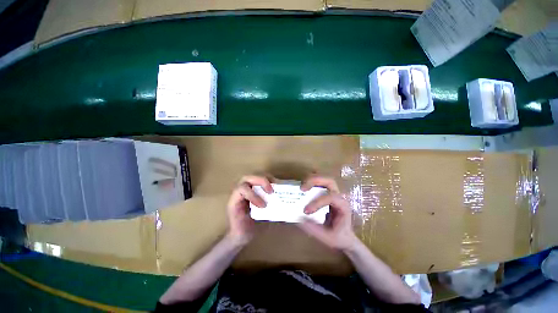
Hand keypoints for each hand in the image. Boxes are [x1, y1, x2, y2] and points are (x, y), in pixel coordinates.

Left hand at [226, 175, 273, 245]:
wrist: (238, 234)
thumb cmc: (241, 232)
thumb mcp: (247, 226)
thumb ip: (256, 219)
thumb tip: (272, 210)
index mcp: (234, 201)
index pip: (241, 189)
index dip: (253, 195)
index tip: (263, 205)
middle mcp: (239, 193)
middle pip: (247, 178)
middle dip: (261, 181)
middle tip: (271, 191)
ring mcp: (245, 190)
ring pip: (253, 177)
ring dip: (265, 179)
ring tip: (275, 186)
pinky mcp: (252, 190)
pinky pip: (259, 181)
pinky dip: (267, 182)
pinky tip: (274, 187)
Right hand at [298, 176, 357, 250]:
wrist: (345, 237)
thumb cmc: (338, 237)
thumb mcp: (326, 237)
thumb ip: (314, 229)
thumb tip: (299, 219)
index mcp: (343, 206)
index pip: (331, 198)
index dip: (317, 202)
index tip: (306, 211)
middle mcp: (339, 196)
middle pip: (329, 181)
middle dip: (315, 181)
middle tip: (302, 188)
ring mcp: (334, 193)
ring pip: (324, 179)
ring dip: (312, 180)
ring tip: (302, 187)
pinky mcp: (328, 193)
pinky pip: (320, 183)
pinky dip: (312, 182)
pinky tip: (304, 187)